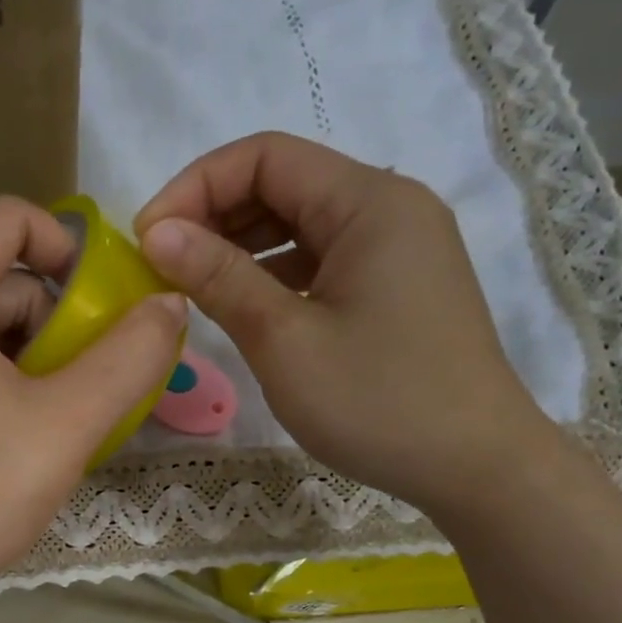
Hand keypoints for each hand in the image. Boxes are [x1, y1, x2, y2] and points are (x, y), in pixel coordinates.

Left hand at [0, 196, 187, 610]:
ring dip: (28, 353)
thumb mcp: (68, 421)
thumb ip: (130, 356)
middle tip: (87, 379)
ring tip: (58, 413)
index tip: (103, 305)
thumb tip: (169, 305)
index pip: (9, 219)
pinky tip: (17, 429)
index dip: (69, 248)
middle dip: (53, 318)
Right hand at [135, 132, 556, 515]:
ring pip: (302, 224)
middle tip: (161, 265)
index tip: (146, 238)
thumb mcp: (284, 339)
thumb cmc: (377, 402)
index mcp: (369, 201)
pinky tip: (243, 305)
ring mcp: (398, 249)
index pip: (265, 156)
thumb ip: (219, 277)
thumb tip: (156, 232)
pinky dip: (275, 273)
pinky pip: (323, 260)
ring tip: (192, 285)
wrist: (475, 466)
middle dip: (214, 214)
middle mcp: (389, 208)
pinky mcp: (396, 287)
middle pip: (284, 183)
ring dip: (241, 245)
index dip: (195, 186)